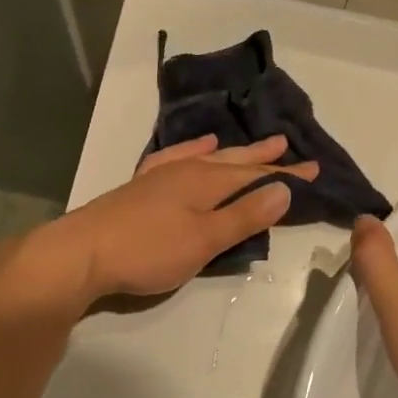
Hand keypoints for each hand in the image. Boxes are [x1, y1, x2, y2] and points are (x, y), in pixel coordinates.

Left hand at [40, 135, 317, 303]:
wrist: (82, 253)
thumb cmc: (148, 250)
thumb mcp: (205, 239)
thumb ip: (244, 215)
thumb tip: (284, 189)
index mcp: (207, 182)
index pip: (256, 175)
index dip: (287, 174)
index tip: (315, 170)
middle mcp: (187, 171)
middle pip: (233, 161)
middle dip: (263, 157)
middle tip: (289, 146)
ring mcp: (161, 176)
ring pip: (207, 157)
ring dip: (233, 152)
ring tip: (253, 143)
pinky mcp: (141, 186)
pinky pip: (175, 158)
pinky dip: (192, 151)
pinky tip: (197, 149)